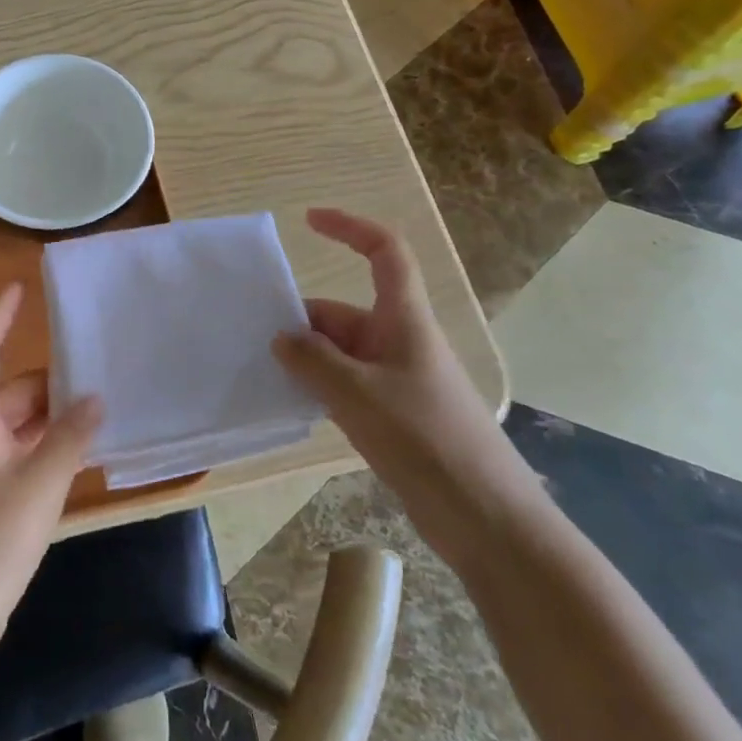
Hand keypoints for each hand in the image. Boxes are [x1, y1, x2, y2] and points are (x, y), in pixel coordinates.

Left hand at [0, 284, 102, 648]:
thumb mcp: (38, 485)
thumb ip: (69, 439)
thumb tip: (95, 398)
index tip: (19, 289)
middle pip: (8, 392)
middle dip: (48, 383)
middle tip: (95, 377)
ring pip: (17, 427)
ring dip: (51, 419)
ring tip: (96, 415)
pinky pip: (20, 456)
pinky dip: (46, 449)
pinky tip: (77, 458)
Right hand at [271, 208, 533, 559]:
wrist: (487, 520)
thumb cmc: (427, 441)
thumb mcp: (359, 396)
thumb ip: (313, 362)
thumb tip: (281, 338)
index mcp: (404, 320)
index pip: (384, 252)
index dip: (350, 227)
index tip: (308, 220)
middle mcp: (399, 341)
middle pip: (344, 312)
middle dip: (302, 321)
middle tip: (254, 339)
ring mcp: (396, 380)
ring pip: (340, 352)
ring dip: (307, 359)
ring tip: (262, 372)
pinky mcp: (393, 415)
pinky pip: (346, 385)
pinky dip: (319, 387)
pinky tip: (291, 405)